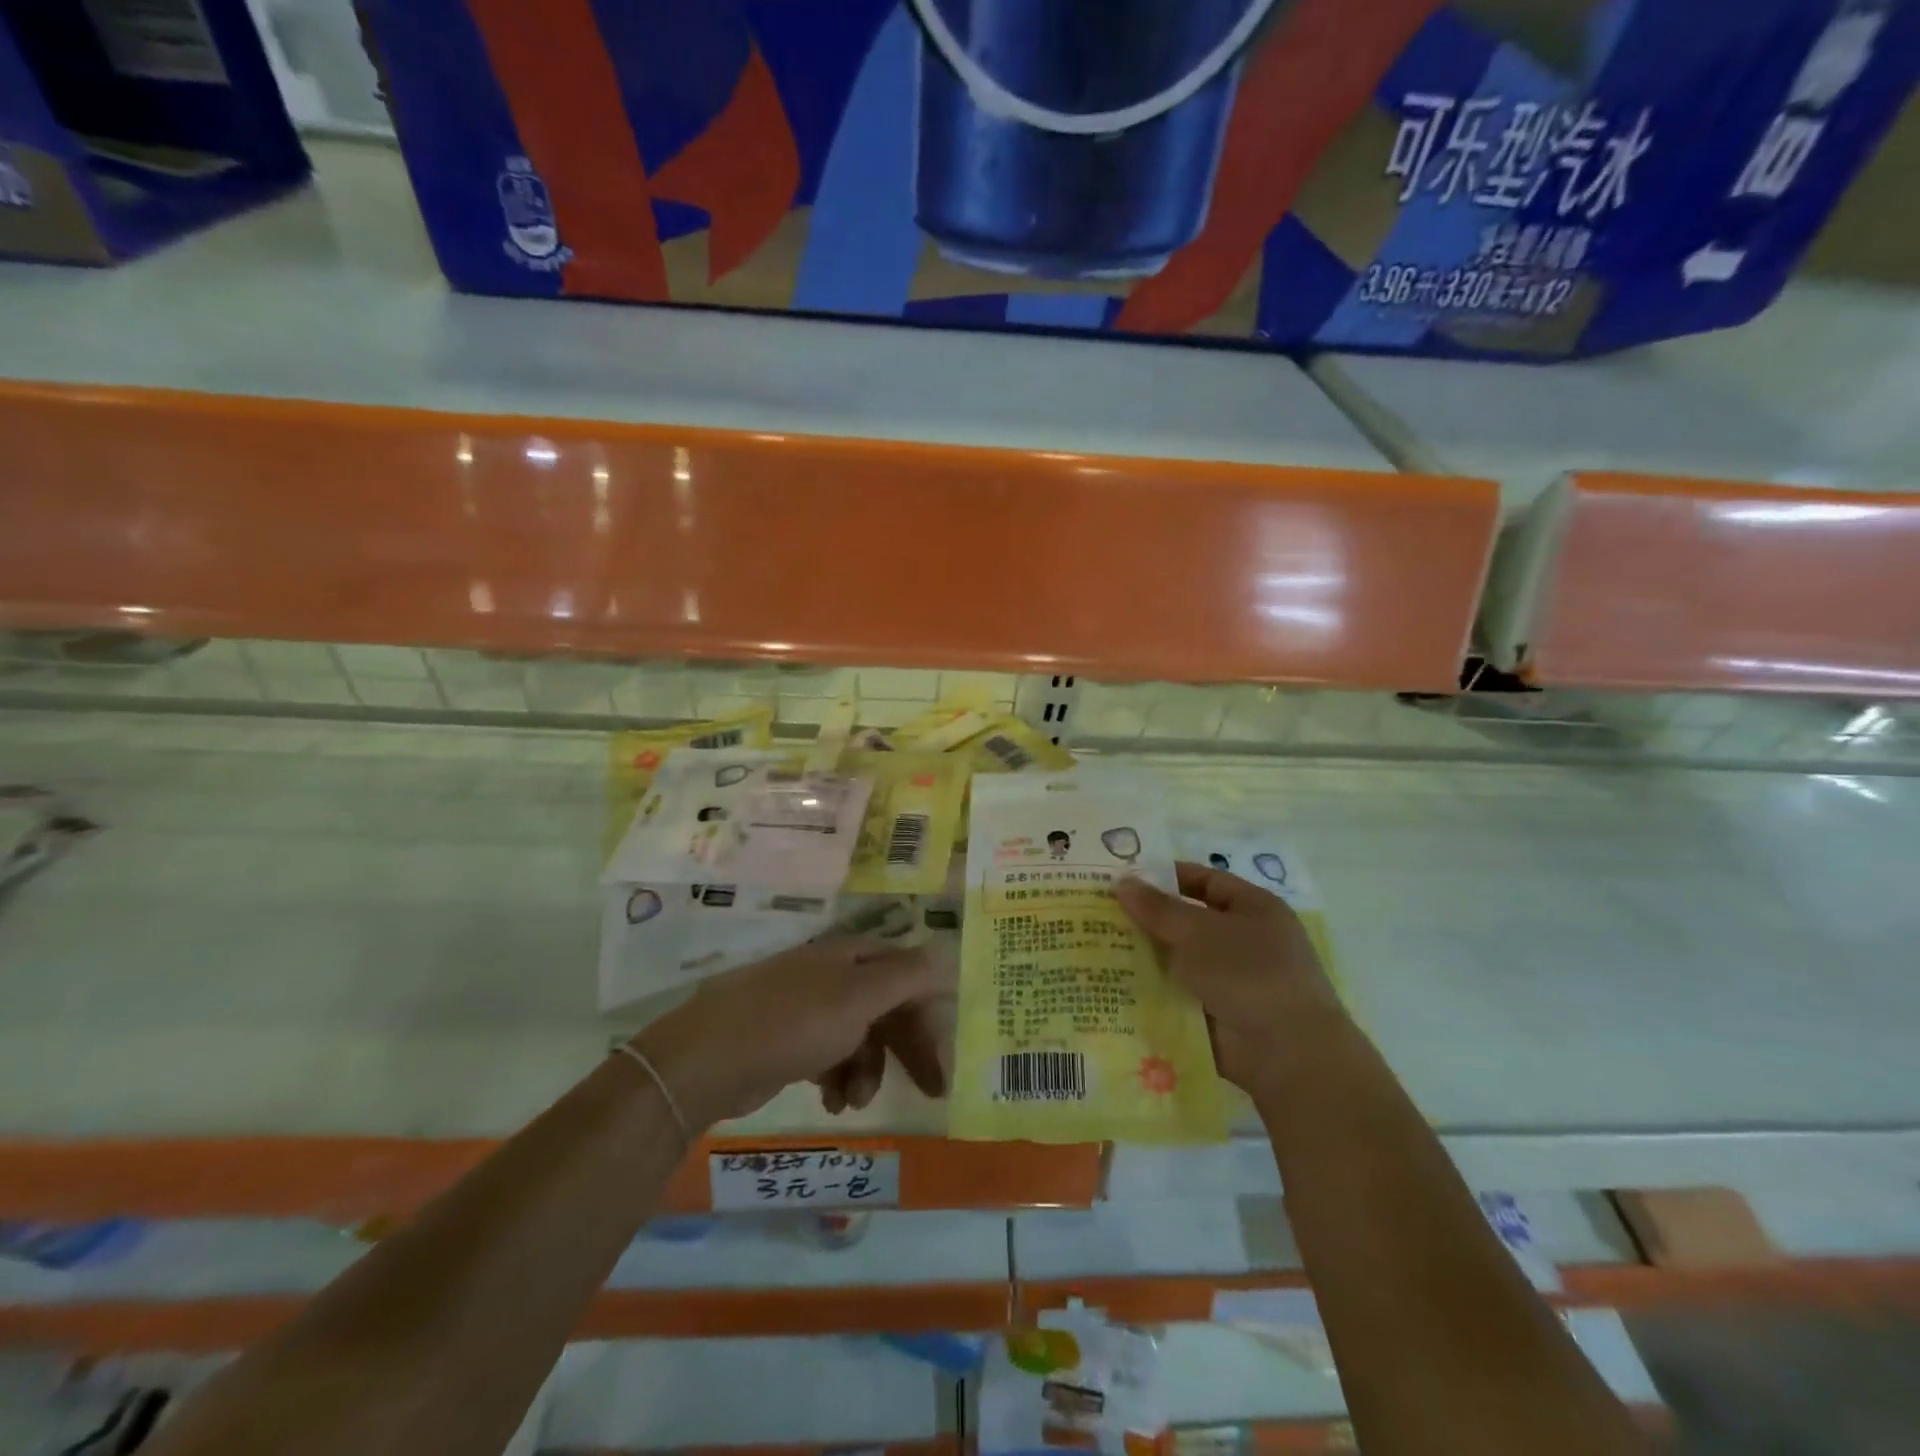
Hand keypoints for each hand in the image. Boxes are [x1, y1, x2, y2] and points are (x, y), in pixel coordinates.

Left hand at [631, 938, 955, 1127]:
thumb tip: (947, 951)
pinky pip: (830, 1055)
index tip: (943, 1055)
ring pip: (860, 1036)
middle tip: (931, 1089)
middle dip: (908, 1047)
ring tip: (856, 1102)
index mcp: (851, 957)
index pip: (907, 974)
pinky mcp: (787, 1041)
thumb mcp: (859, 997)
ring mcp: (807, 1008)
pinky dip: (839, 1078)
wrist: (707, 1059)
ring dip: (869, 1070)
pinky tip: (833, 1102)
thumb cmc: (793, 1023)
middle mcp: (832, 976)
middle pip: (886, 1006)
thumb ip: (906, 976)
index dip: (929, 1011)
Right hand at [1116, 861, 1342, 1089]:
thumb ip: (1158, 908)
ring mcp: (1233, 980)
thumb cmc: (1249, 973)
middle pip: (1189, 922)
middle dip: (1148, 920)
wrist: (1288, 1054)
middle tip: (1100, 913)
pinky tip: (1114, 986)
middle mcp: (1246, 941)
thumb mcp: (1199, 932)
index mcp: (1254, 909)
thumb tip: (1122, 882)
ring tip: (1097, 947)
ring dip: (1146, 957)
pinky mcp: (1219, 1015)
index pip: (1206, 881)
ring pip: (1180, 960)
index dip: (1167, 877)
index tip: (1125, 879)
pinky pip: (1179, 994)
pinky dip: (1154, 992)